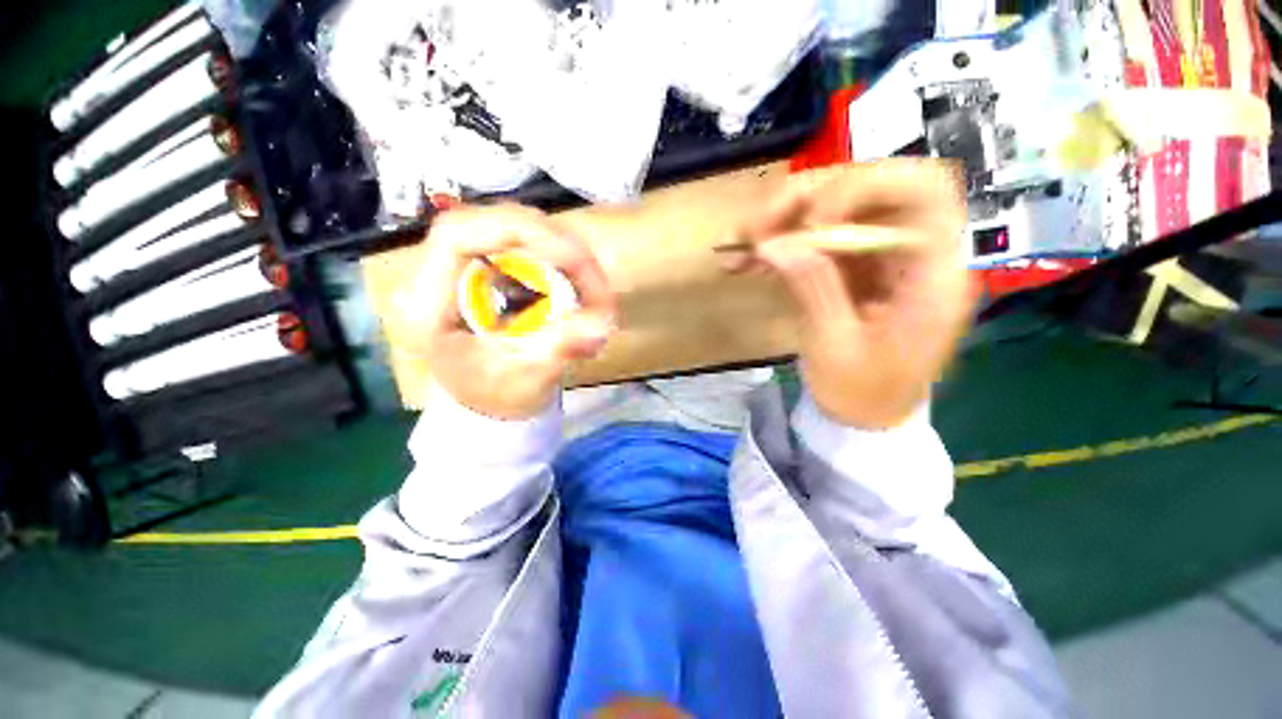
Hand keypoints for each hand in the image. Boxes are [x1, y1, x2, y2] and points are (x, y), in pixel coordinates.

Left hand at [401, 204, 615, 419]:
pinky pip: (530, 246)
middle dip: (555, 244)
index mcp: (428, 305)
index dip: (514, 231)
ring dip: (565, 253)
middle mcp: (441, 275)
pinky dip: (563, 262)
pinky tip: (583, 288)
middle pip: (496, 224)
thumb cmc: (495, 398)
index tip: (569, 255)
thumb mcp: (526, 381)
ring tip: (595, 290)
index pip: (457, 236)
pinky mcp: (491, 267)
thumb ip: (558, 351)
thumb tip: (601, 326)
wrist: (487, 401)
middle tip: (594, 279)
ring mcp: (467, 266)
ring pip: (518, 231)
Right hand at [722, 160, 975, 428]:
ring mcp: (879, 258)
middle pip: (871, 189)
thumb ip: (812, 289)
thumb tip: (774, 243)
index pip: (923, 190)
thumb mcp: (836, 347)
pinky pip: (816, 241)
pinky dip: (780, 246)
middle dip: (808, 199)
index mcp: (932, 275)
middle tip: (756, 227)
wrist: (866, 417)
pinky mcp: (852, 268)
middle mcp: (912, 253)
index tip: (812, 219)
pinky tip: (747, 262)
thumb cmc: (863, 394)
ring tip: (740, 244)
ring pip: (836, 209)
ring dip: (784, 220)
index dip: (866, 187)